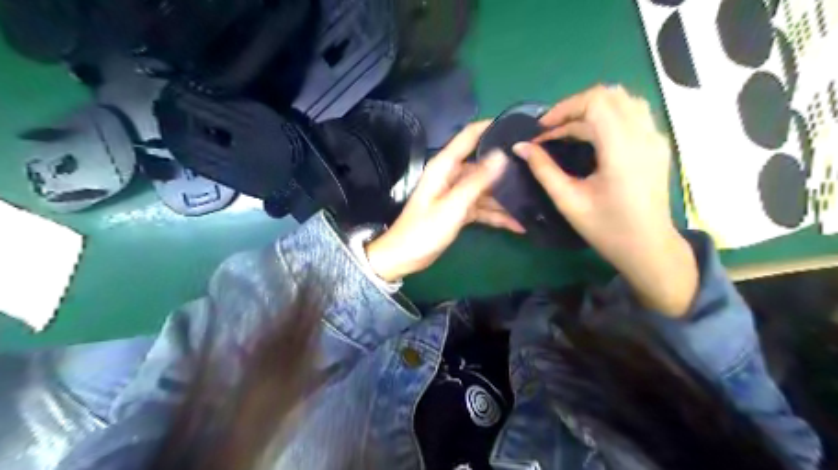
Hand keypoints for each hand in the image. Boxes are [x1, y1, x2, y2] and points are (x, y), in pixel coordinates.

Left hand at [368, 121, 521, 282]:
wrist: (405, 257)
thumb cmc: (425, 230)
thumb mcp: (453, 205)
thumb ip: (477, 181)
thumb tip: (501, 155)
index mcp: (445, 166)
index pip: (469, 136)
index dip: (491, 126)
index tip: (518, 125)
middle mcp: (452, 175)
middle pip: (483, 164)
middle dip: (507, 166)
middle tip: (537, 166)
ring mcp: (457, 194)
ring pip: (486, 189)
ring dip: (506, 197)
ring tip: (534, 198)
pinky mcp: (460, 210)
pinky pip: (483, 207)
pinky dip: (498, 215)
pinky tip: (518, 223)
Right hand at [514, 86, 698, 317]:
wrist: (648, 247)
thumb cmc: (606, 228)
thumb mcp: (569, 201)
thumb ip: (543, 170)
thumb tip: (520, 147)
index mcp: (622, 149)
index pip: (596, 102)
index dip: (565, 108)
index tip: (543, 129)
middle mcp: (644, 135)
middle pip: (610, 95)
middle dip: (575, 107)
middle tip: (552, 130)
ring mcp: (655, 138)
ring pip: (624, 100)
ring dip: (592, 109)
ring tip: (568, 131)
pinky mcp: (657, 144)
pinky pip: (632, 114)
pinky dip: (607, 116)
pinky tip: (591, 138)